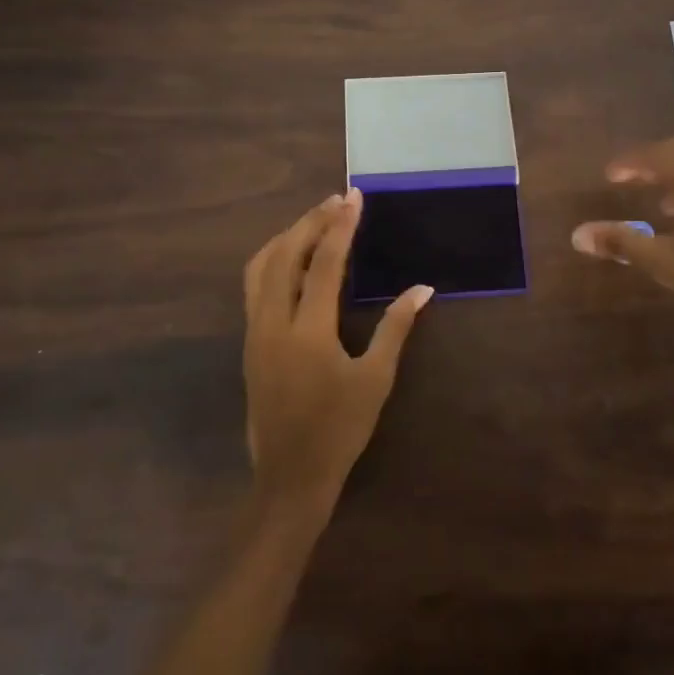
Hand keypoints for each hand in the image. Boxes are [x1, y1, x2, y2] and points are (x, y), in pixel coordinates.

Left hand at [242, 189, 433, 515]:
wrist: (290, 476)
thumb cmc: (339, 429)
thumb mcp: (375, 379)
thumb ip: (396, 327)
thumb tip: (423, 288)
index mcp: (308, 331)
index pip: (323, 263)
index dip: (341, 226)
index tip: (354, 198)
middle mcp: (273, 323)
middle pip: (285, 254)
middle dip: (311, 221)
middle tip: (337, 201)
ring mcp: (255, 331)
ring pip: (260, 266)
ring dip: (288, 236)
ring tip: (315, 221)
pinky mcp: (249, 341)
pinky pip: (254, 285)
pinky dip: (273, 259)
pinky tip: (293, 258)